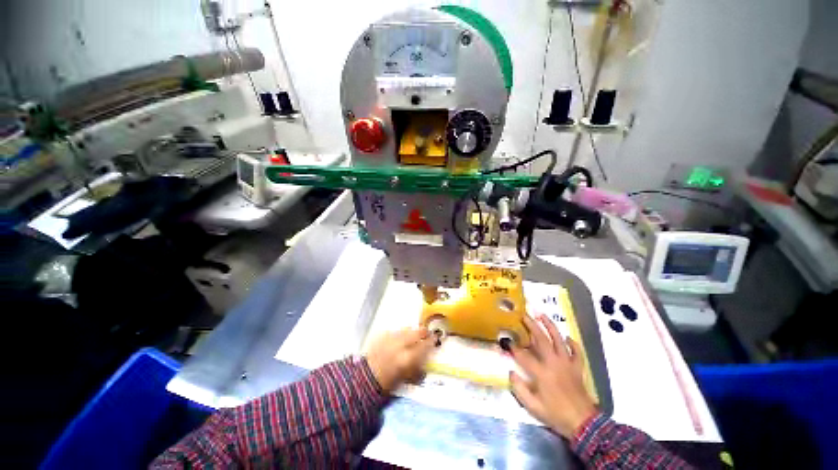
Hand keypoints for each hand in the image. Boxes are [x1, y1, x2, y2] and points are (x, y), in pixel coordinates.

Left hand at [365, 327, 435, 393]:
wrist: (365, 378)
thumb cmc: (386, 383)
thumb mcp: (405, 379)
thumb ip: (416, 369)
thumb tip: (425, 362)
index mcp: (407, 358)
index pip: (424, 346)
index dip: (430, 341)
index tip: (435, 338)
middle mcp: (400, 345)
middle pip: (416, 333)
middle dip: (423, 331)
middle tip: (426, 332)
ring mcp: (391, 338)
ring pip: (406, 329)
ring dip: (411, 331)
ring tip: (414, 332)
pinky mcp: (382, 335)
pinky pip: (395, 331)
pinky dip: (399, 333)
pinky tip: (400, 336)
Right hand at [510, 314, 598, 438]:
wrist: (584, 424)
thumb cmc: (556, 415)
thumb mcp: (533, 407)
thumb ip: (519, 389)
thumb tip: (511, 372)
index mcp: (541, 373)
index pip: (523, 355)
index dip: (513, 347)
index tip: (506, 341)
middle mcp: (554, 363)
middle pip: (541, 339)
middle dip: (531, 325)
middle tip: (524, 315)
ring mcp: (567, 364)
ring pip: (558, 339)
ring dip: (549, 326)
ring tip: (542, 315)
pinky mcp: (578, 368)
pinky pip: (576, 351)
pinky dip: (572, 343)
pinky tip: (567, 337)